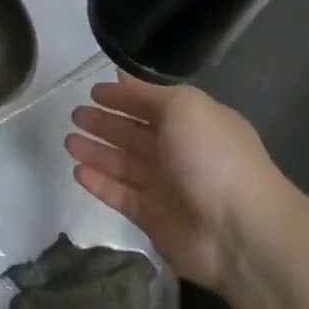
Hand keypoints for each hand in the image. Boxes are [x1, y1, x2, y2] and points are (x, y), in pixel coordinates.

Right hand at [65, 74, 291, 295]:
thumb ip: (148, 93)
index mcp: (193, 123)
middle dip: (105, 123)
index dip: (124, 97)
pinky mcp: (153, 217)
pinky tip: (77, 171)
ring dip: (96, 151)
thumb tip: (121, 76)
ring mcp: (166, 187)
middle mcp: (179, 152)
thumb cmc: (212, 157)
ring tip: (68, 141)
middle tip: (75, 115)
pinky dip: (100, 183)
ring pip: (123, 164)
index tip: (94, 91)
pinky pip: (120, 195)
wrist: (239, 231)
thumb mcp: (184, 107)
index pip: (151, 105)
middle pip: (134, 134)